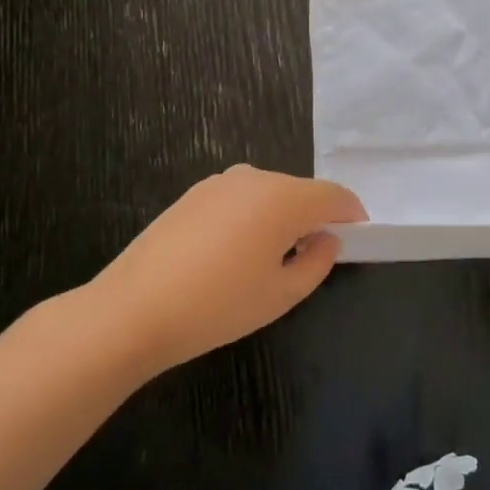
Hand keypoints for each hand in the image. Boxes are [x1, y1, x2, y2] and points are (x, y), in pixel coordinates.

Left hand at [74, 165, 365, 374]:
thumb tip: (326, 239)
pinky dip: (252, 217)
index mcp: (284, 198)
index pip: (335, 196)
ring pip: (269, 194)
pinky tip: (234, 255)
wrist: (132, 311)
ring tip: (271, 260)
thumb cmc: (218, 305)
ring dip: (282, 217)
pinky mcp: (193, 195)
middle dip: (316, 217)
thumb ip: (318, 262)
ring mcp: (220, 183)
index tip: (358, 239)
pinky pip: (240, 199)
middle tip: (314, 257)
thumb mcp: (282, 294)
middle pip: (302, 191)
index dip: (352, 216)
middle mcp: (255, 178)